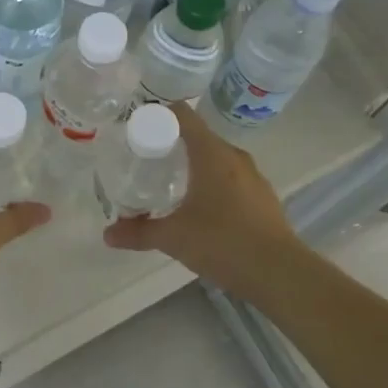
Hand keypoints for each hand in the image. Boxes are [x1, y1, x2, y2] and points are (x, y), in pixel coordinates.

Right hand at [104, 102, 296, 295]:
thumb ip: (139, 232)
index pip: (183, 115)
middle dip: (171, 144)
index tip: (137, 126)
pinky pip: (230, 179)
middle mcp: (233, 156)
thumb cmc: (223, 242)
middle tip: (144, 158)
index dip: (159, 114)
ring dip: (193, 165)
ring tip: (168, 183)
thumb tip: (108, 235)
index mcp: (211, 153)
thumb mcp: (173, 237)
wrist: (279, 273)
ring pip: (216, 159)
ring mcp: (252, 177)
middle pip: (198, 137)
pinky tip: (199, 207)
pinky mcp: (262, 197)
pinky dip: (211, 183)